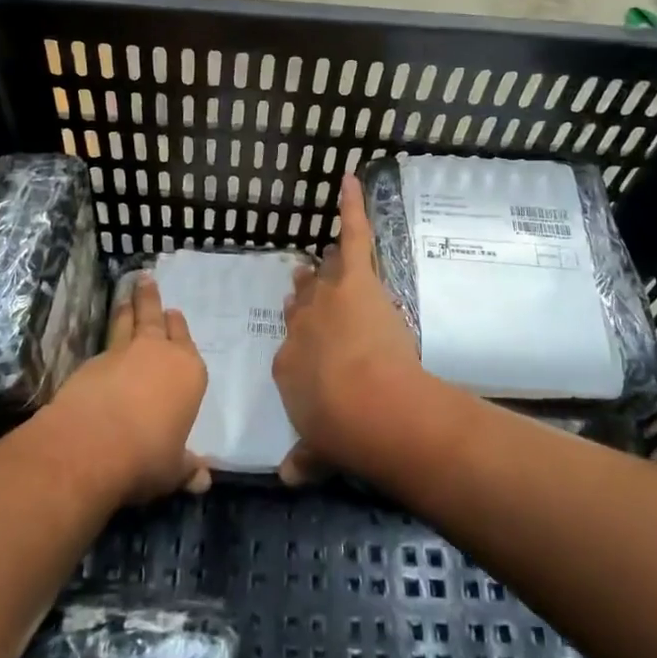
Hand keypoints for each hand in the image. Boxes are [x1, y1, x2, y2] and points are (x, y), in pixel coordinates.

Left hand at [51, 273, 211, 504]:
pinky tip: (102, 351)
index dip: (179, 328)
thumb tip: (204, 481)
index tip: (174, 315)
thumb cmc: (148, 456)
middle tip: (145, 279)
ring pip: (126, 322)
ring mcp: (121, 354)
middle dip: (151, 298)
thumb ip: (188, 469)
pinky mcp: (90, 364)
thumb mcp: (174, 470)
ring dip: (127, 308)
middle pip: (155, 318)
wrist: (91, 446)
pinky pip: (103, 346)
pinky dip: (105, 343)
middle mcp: (158, 353)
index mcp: (188, 372)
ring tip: (125, 295)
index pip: (186, 341)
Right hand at [273, 172, 432, 482]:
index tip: (306, 336)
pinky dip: (351, 206)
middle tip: (307, 286)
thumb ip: (306, 459)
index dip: (301, 338)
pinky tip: (350, 180)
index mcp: (288, 364)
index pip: (292, 344)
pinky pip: (353, 234)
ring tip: (330, 252)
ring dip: (327, 265)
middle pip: (304, 304)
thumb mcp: (318, 450)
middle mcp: (301, 326)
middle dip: (307, 297)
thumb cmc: (341, 432)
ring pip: (325, 274)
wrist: (368, 406)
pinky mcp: (355, 280)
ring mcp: (327, 299)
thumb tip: (289, 477)